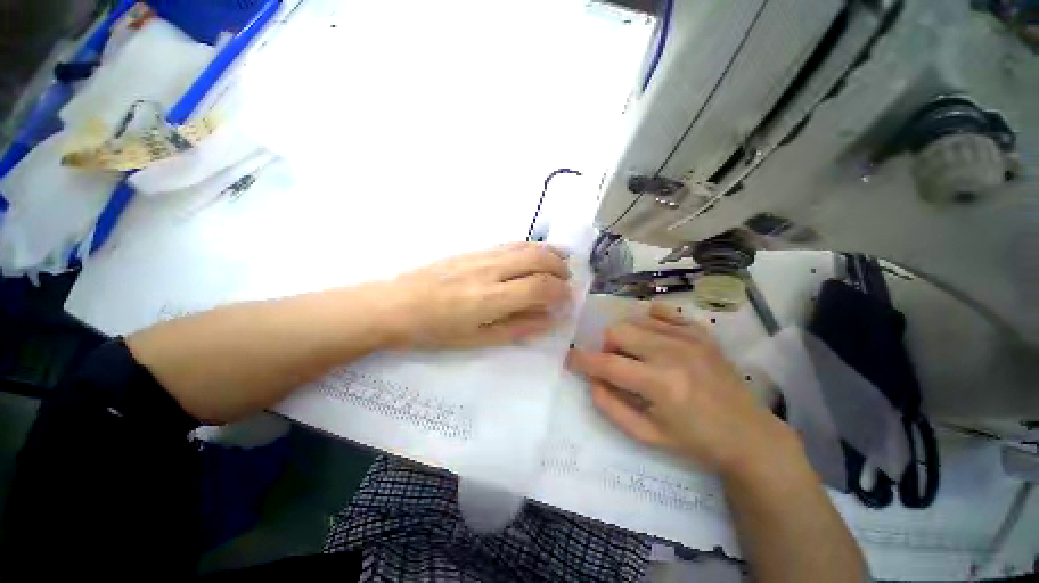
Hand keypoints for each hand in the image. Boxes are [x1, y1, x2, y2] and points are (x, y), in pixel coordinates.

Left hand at [385, 242, 571, 347]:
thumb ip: (517, 328)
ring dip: (549, 253)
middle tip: (567, 280)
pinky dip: (530, 247)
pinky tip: (534, 254)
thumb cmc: (435, 330)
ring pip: (526, 246)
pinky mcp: (474, 249)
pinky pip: (510, 243)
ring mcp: (482, 255)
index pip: (540, 287)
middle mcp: (491, 270)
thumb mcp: (477, 339)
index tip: (566, 300)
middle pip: (538, 259)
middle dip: (560, 268)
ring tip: (560, 262)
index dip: (560, 292)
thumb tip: (549, 318)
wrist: (396, 304)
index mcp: (491, 298)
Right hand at [567, 303, 801, 477]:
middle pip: (618, 331)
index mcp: (661, 384)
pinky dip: (649, 321)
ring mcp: (690, 337)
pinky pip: (662, 312)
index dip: (582, 360)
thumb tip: (592, 380)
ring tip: (637, 355)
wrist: (750, 434)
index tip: (569, 358)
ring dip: (626, 336)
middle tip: (616, 365)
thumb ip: (611, 407)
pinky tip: (653, 338)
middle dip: (607, 347)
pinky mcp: (701, 332)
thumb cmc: (695, 441)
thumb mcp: (647, 435)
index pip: (607, 363)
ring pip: (636, 319)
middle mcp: (673, 353)